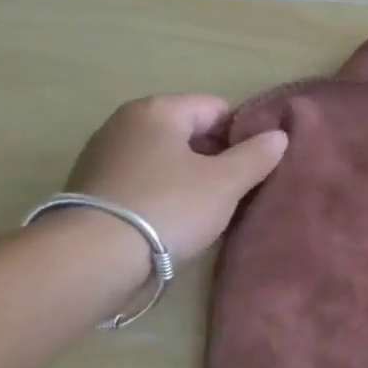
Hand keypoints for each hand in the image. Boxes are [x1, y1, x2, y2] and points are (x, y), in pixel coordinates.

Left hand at [63, 95, 286, 262]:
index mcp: (158, 110)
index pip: (216, 108)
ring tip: (204, 210)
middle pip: (188, 131)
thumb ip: (256, 155)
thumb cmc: (168, 207)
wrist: (91, 259)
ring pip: (164, 158)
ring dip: (187, 177)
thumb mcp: (226, 183)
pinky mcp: (89, 188)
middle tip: (234, 190)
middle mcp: (125, 122)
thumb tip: (278, 136)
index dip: (242, 134)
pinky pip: (141, 180)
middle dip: (214, 157)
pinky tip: (170, 221)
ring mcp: (102, 154)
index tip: (253, 166)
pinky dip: (160, 193)